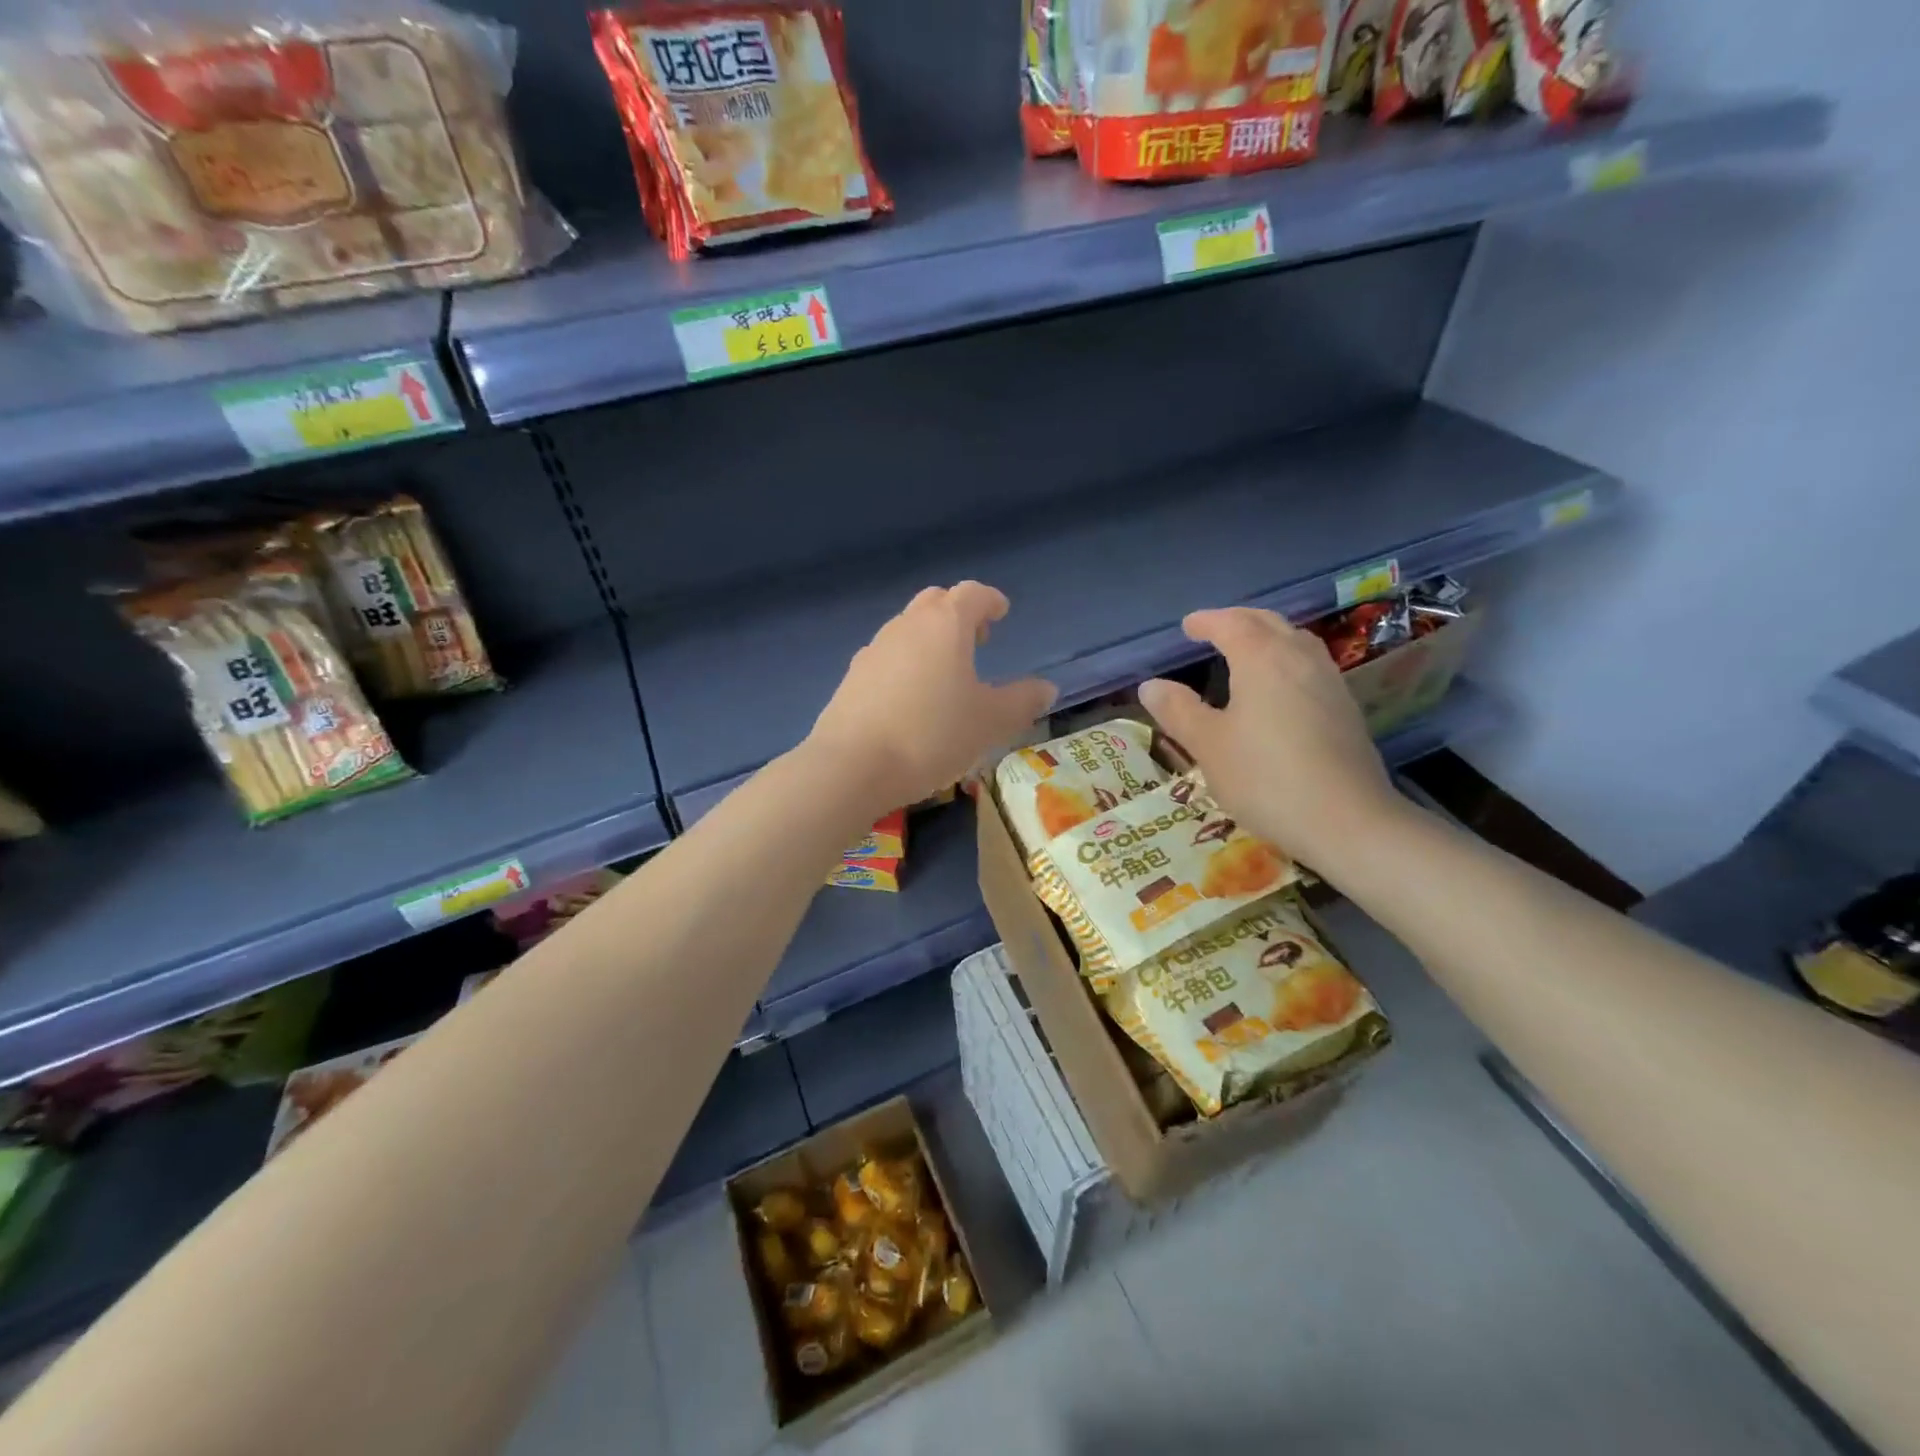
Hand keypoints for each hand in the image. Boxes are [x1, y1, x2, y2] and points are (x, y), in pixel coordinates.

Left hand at [809, 582, 1056, 812]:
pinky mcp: (852, 677)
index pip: (972, 594)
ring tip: (946, 672)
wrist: (852, 766)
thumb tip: (1045, 687)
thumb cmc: (932, 735)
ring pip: (908, 628)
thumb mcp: (990, 722)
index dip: (990, 600)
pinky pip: (887, 657)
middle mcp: (906, 625)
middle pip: (936, 602)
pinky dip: (906, 663)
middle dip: (959, 613)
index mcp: (945, 625)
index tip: (1002, 612)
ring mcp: (874, 649)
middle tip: (978, 639)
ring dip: (930, 639)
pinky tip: (911, 697)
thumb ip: (1022, 701)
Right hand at [1136, 607, 1405, 870]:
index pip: (1231, 624)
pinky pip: (1311, 665)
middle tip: (1214, 629)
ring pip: (1296, 641)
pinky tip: (1280, 687)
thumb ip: (1178, 711)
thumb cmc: (1265, 778)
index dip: (1207, 621)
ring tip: (1248, 651)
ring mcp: (1329, 682)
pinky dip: (1287, 660)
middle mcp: (1299, 659)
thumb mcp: (1208, 746)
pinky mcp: (1345, 709)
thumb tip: (1150, 685)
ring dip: (1268, 636)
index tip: (1188, 626)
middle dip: (1239, 620)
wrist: (1347, 820)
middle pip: (1269, 623)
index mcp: (1262, 659)